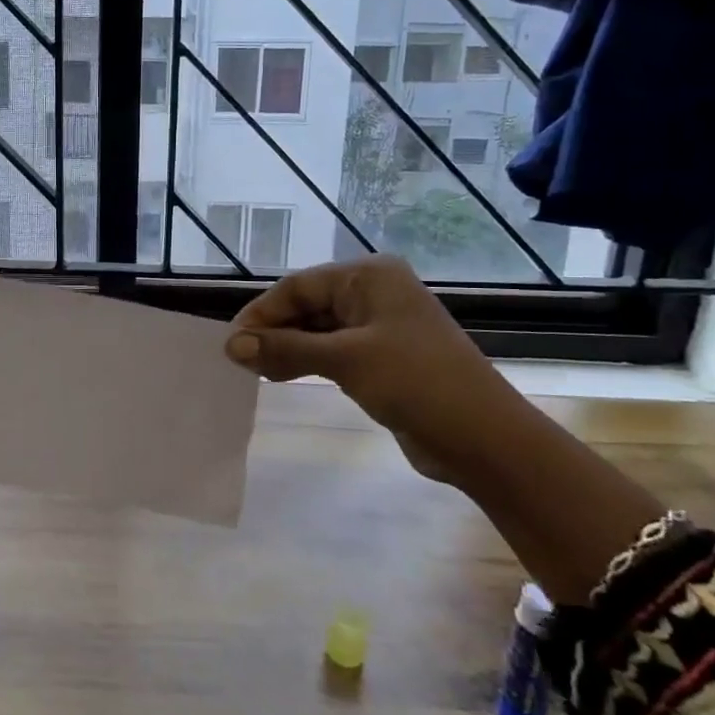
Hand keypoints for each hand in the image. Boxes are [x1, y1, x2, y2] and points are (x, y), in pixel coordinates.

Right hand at [224, 256, 528, 486]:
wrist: (484, 438)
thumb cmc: (415, 382)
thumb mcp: (345, 360)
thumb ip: (285, 349)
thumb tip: (231, 346)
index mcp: (369, 277)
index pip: (298, 286)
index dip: (261, 313)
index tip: (230, 343)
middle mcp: (373, 293)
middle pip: (306, 305)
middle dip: (272, 331)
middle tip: (239, 361)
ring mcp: (380, 326)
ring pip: (317, 330)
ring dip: (286, 348)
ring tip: (255, 372)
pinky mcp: (382, 357)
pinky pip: (332, 351)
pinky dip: (306, 361)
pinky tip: (283, 376)